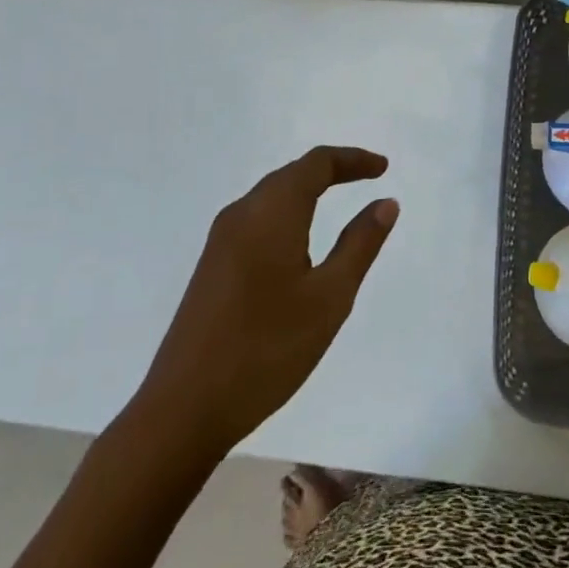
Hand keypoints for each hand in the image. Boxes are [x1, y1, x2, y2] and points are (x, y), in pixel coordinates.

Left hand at [137, 146, 397, 451]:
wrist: (183, 409)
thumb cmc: (267, 349)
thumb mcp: (329, 297)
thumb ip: (360, 244)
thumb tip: (385, 202)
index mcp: (271, 212)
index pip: (316, 163)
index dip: (352, 159)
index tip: (383, 168)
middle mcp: (242, 213)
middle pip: (292, 173)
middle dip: (332, 170)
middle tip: (368, 178)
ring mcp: (220, 239)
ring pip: (271, 195)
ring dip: (308, 189)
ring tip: (340, 202)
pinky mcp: (211, 265)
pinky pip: (257, 218)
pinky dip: (287, 212)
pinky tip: (298, 241)